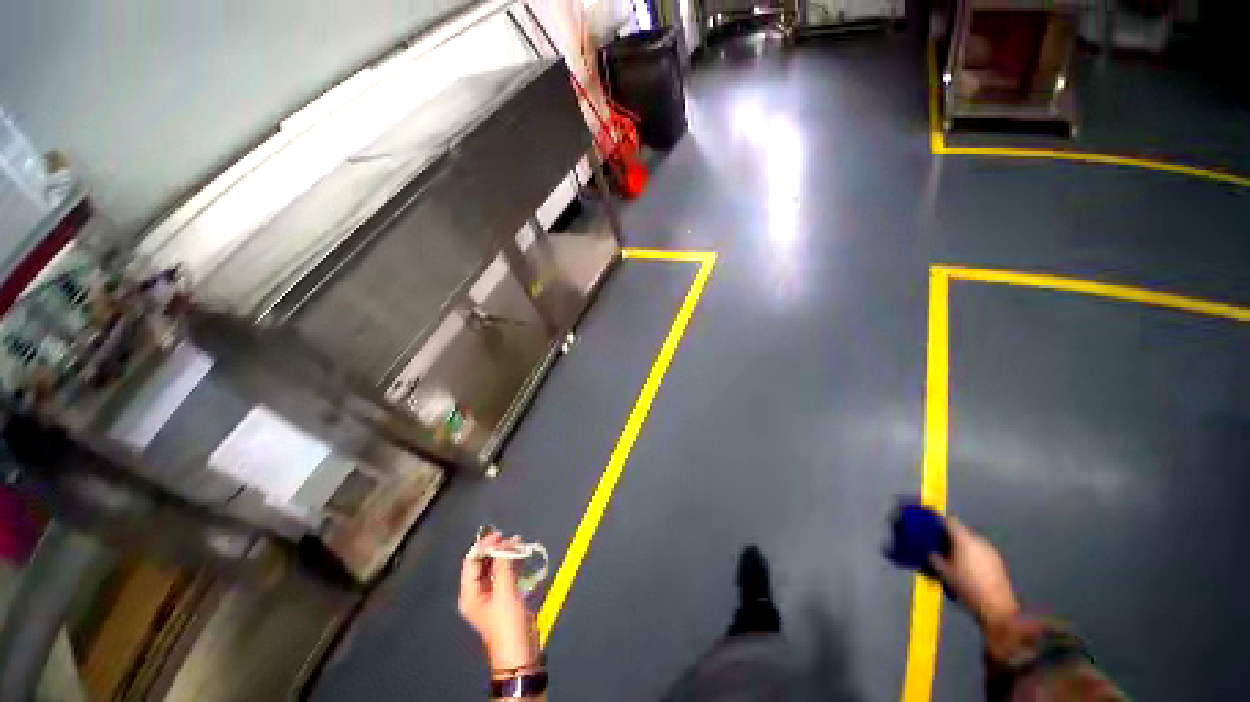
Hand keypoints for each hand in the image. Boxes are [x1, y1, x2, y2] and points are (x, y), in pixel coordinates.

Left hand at [458, 532, 540, 671]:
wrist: (520, 650)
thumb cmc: (507, 622)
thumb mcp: (505, 592)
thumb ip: (503, 566)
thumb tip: (505, 545)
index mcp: (469, 593)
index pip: (472, 562)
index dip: (484, 546)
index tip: (500, 535)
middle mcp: (477, 591)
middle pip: (483, 563)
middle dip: (496, 549)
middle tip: (512, 538)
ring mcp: (490, 593)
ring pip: (495, 567)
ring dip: (506, 554)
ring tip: (519, 543)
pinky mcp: (503, 595)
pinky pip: (504, 573)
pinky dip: (512, 563)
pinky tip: (521, 556)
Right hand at [930, 517, 1019, 630]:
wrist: (998, 607)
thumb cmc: (968, 587)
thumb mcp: (944, 573)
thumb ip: (933, 557)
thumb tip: (928, 550)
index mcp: (964, 539)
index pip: (949, 520)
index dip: (938, 520)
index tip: (928, 524)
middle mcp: (978, 540)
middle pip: (960, 530)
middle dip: (948, 534)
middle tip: (938, 544)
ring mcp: (990, 550)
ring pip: (970, 540)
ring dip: (960, 544)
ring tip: (952, 556)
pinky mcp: (997, 559)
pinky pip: (979, 549)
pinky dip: (970, 552)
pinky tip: (966, 566)